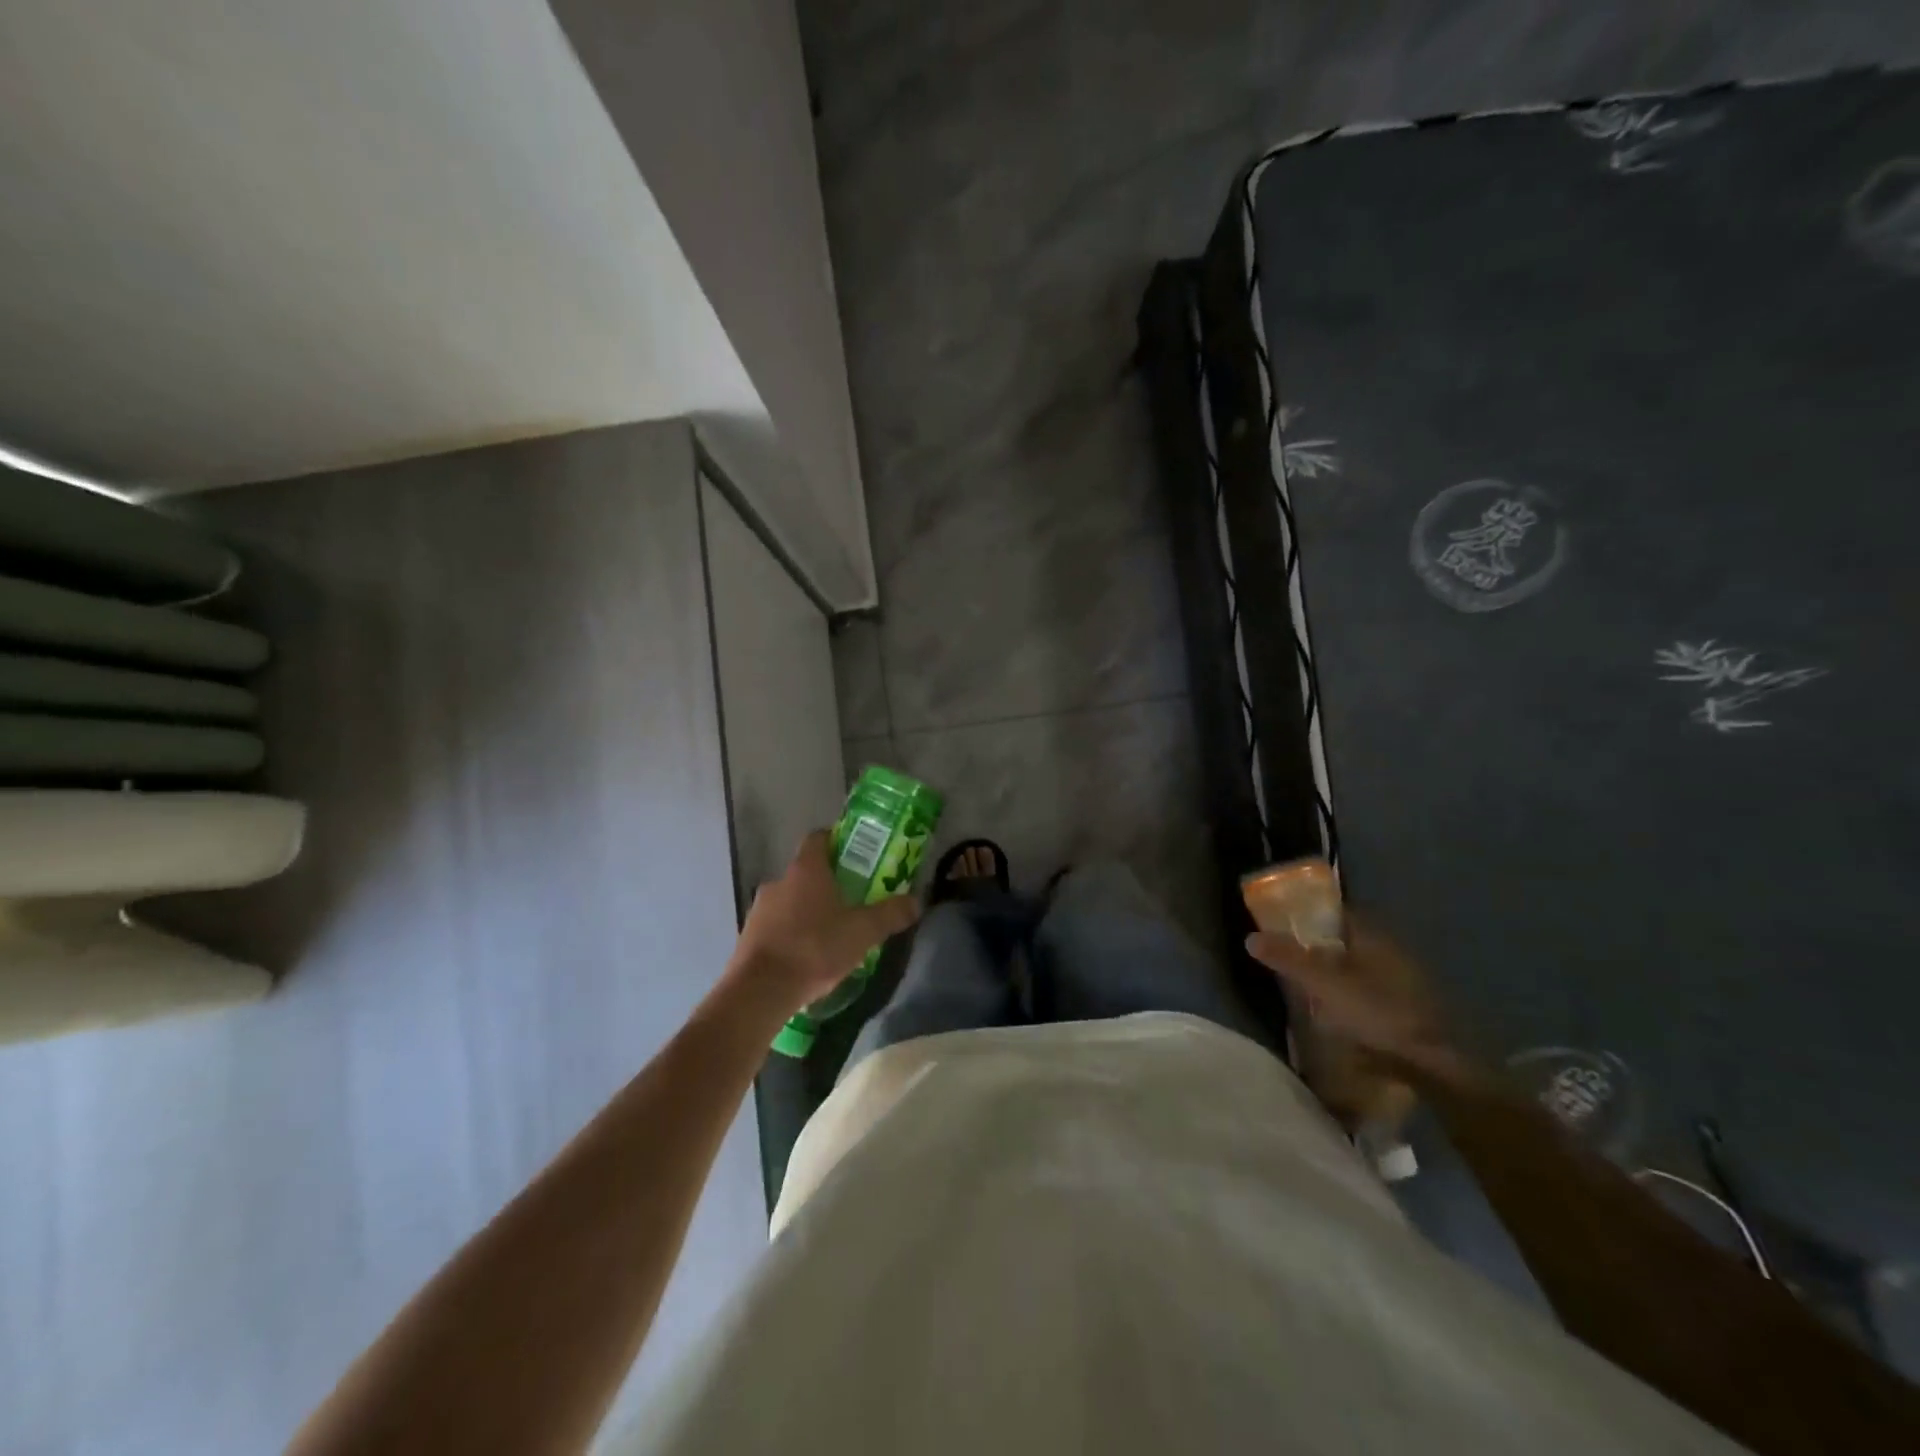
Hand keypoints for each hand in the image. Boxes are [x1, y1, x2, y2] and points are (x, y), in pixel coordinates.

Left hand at [729, 830, 920, 1014]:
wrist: (759, 991)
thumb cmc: (814, 948)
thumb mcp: (862, 932)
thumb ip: (890, 914)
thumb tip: (916, 902)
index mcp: (806, 870)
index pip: (819, 838)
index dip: (837, 841)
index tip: (855, 854)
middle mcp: (779, 881)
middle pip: (806, 871)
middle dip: (827, 883)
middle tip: (852, 900)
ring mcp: (760, 909)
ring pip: (790, 900)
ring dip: (808, 910)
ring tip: (830, 933)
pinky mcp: (748, 936)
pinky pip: (776, 925)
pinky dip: (792, 933)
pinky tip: (807, 956)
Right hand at [1245, 915, 1458, 1077]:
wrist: (1437, 1065)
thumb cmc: (1378, 1012)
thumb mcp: (1324, 984)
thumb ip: (1288, 959)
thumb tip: (1250, 936)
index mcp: (1373, 935)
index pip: (1338, 911)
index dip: (1310, 914)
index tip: (1284, 924)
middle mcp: (1393, 950)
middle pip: (1348, 940)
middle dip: (1321, 946)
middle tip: (1291, 959)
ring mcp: (1407, 981)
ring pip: (1362, 967)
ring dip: (1338, 974)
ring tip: (1309, 990)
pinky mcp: (1413, 1010)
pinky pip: (1374, 992)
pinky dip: (1354, 996)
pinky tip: (1339, 1015)